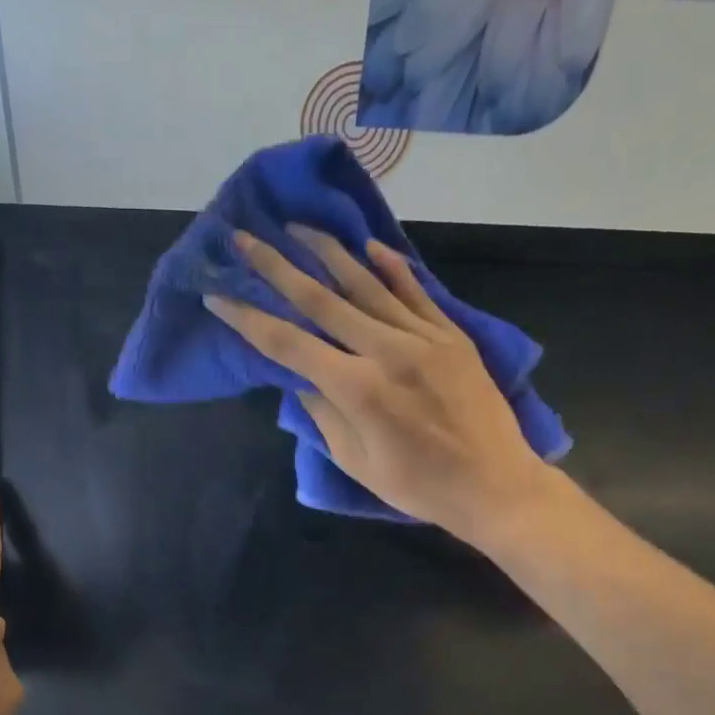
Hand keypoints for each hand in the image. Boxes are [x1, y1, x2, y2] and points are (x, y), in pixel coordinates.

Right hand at [207, 228, 550, 545]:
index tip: (218, 294)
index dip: (249, 319)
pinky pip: (416, 292)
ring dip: (328, 252)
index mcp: (358, 389)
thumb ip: (325, 417)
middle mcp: (387, 351)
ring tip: (297, 227)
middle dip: (276, 267)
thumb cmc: (420, 487)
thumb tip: (303, 379)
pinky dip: (391, 267)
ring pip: (367, 284)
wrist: (496, 484)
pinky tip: (369, 245)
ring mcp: (423, 337)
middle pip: (321, 300)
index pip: (289, 345)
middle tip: (244, 237)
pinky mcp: (452, 336)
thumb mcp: (358, 464)